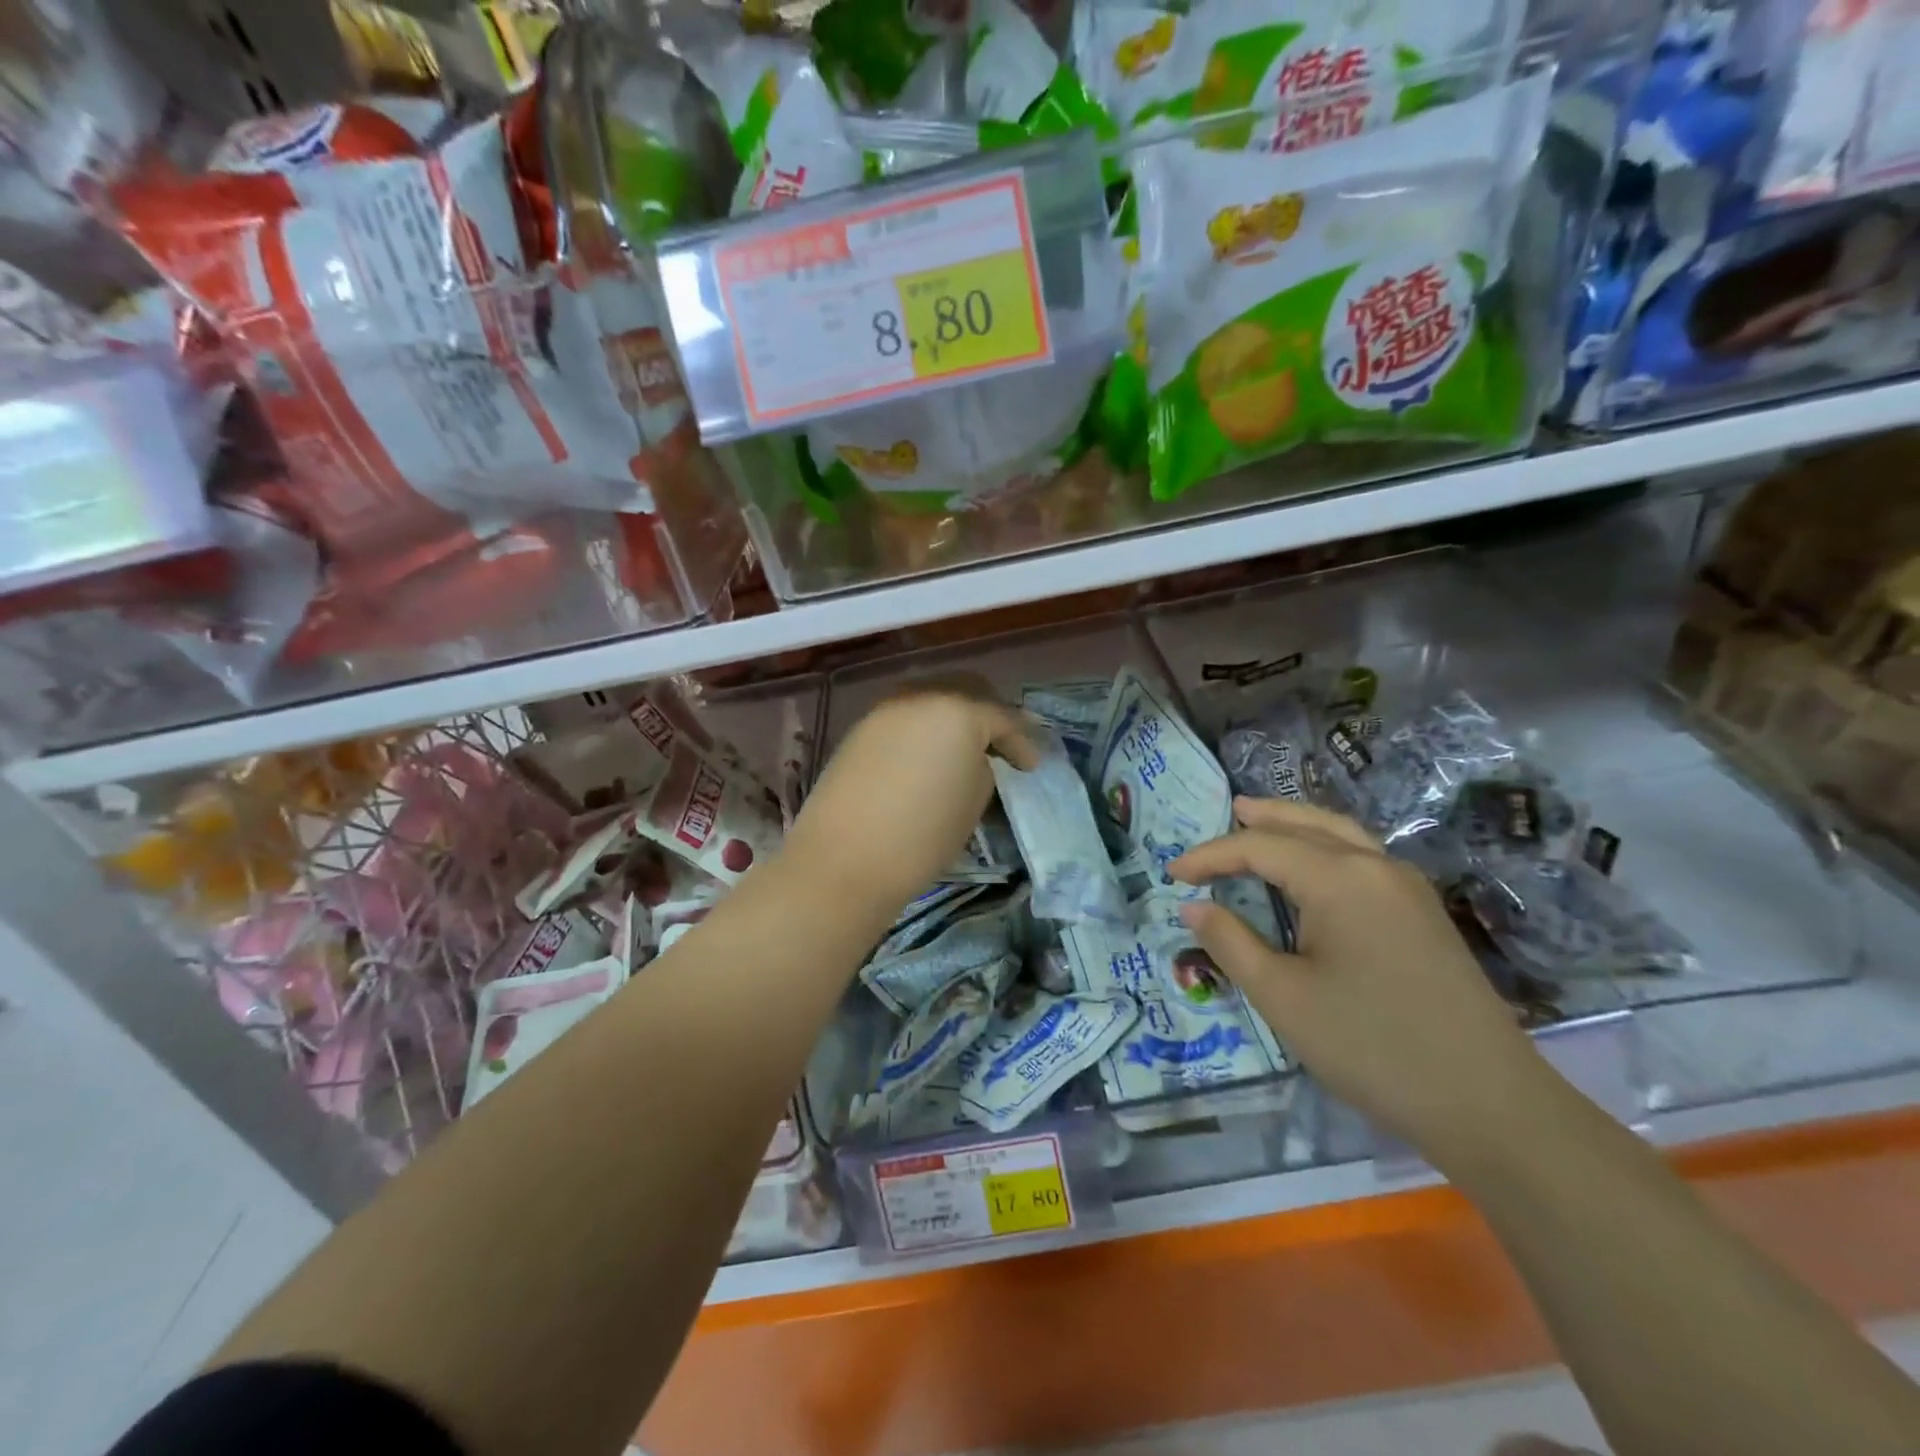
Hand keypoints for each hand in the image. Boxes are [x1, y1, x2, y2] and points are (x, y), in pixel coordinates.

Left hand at [785, 681, 1037, 916]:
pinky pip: (905, 717)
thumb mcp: (974, 802)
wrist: (843, 861)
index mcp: (958, 710)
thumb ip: (983, 767)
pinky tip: (928, 755)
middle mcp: (921, 696)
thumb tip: (975, 758)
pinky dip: (924, 728)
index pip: (1003, 717)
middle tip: (1001, 745)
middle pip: (966, 689)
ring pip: (932, 698)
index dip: (1023, 742)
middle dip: (989, 714)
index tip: (1031, 766)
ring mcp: (885, 709)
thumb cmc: (922, 836)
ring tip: (964, 750)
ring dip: (954, 717)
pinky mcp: (860, 729)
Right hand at [1170, 797, 1556, 1168]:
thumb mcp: (1283, 997)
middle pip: (1308, 824)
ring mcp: (1408, 888)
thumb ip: (1232, 943)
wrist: (1488, 1102)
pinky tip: (1315, 866)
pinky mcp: (1424, 913)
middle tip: (1227, 811)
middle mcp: (1376, 867)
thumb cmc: (1370, 1046)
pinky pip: (1364, 856)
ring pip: (1343, 834)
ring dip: (1299, 824)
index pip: (1261, 847)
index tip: (1172, 873)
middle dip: (1263, 818)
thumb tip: (1195, 906)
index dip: (1211, 856)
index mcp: (1340, 878)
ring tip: (1265, 821)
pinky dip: (1328, 844)